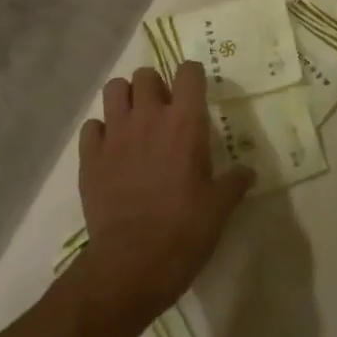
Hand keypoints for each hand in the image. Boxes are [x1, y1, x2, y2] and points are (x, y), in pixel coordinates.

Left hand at [76, 63, 252, 325]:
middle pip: (145, 74)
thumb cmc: (184, 230)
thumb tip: (248, 172)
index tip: (196, 93)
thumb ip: (234, 182)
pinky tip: (111, 150)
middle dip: (155, 86)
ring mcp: (114, 135)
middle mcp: (148, 117)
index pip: (188, 71)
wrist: (131, 264)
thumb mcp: (220, 207)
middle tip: (163, 111)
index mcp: (185, 122)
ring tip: (134, 120)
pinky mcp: (89, 157)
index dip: (192, 76)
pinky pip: (91, 127)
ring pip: (113, 89)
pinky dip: (100, 131)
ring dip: (125, 98)